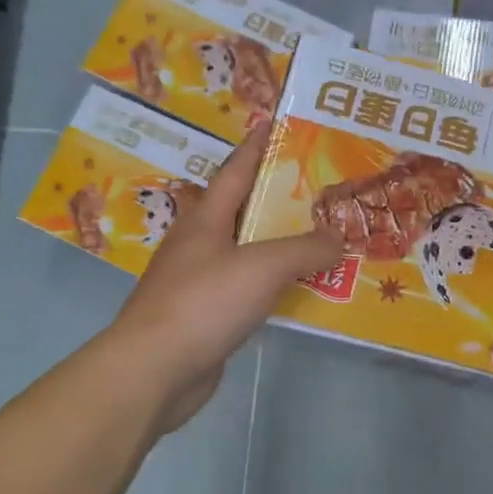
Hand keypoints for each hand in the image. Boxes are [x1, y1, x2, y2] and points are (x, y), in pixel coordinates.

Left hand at [111, 125, 342, 432]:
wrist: (154, 370)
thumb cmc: (204, 302)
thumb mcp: (262, 266)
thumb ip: (304, 249)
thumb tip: (338, 239)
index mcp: (206, 219)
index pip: (236, 170)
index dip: (258, 145)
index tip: (280, 124)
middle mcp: (199, 243)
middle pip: (242, 210)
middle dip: (277, 197)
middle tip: (320, 188)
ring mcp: (198, 281)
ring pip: (246, 252)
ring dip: (278, 245)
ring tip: (319, 237)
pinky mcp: (205, 315)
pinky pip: (246, 289)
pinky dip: (272, 284)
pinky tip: (297, 289)